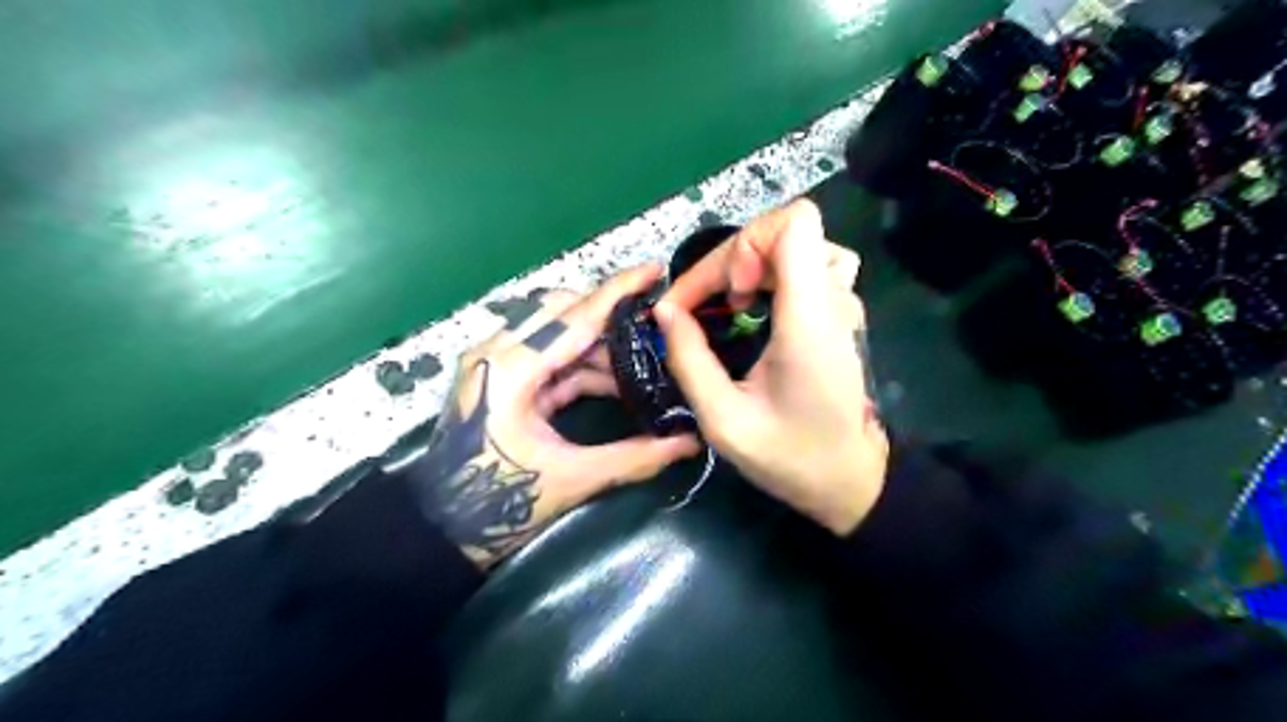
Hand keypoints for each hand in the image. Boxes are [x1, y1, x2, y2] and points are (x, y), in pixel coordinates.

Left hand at [406, 262, 699, 565]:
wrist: (442, 527)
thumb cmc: (499, 504)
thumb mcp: (573, 479)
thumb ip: (635, 457)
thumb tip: (690, 442)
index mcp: (512, 369)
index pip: (576, 317)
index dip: (619, 292)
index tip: (655, 270)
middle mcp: (499, 351)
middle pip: (563, 312)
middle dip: (611, 317)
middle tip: (656, 329)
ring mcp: (495, 362)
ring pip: (557, 332)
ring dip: (599, 345)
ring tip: (643, 363)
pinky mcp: (500, 377)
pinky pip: (549, 357)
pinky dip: (582, 365)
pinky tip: (615, 382)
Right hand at [657, 199, 890, 532]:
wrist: (851, 480)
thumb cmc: (790, 456)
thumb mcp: (723, 421)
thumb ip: (689, 360)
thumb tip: (665, 311)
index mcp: (809, 319)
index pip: (796, 223)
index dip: (749, 242)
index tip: (731, 293)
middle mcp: (834, 300)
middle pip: (786, 231)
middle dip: (734, 259)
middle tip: (708, 307)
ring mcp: (843, 304)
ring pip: (799, 245)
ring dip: (755, 264)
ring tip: (734, 304)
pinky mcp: (839, 315)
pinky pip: (807, 267)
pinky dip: (772, 275)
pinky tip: (754, 310)